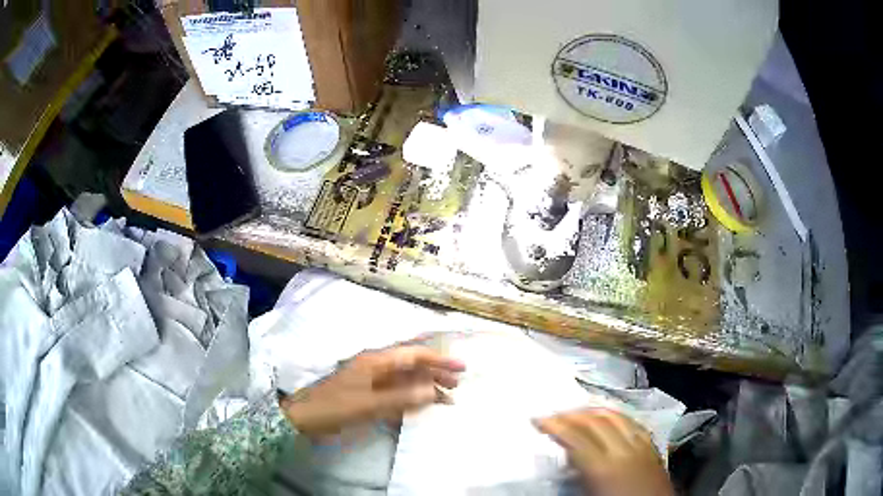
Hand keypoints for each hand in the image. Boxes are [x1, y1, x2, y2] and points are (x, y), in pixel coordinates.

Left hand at [280, 345, 464, 438]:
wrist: (303, 418)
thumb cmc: (334, 407)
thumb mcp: (368, 404)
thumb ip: (401, 397)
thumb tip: (433, 390)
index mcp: (376, 361)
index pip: (413, 355)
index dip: (438, 360)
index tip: (461, 367)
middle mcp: (376, 367)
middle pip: (411, 366)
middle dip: (435, 373)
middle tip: (457, 386)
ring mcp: (371, 381)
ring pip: (405, 380)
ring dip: (425, 386)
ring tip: (446, 398)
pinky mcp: (367, 395)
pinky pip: (396, 393)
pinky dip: (411, 398)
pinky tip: (422, 405)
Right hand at [535, 409, 673, 495]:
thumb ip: (577, 475)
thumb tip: (566, 456)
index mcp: (603, 468)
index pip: (576, 438)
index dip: (555, 426)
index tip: (537, 419)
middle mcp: (623, 450)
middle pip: (595, 422)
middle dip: (571, 414)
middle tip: (553, 415)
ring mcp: (641, 446)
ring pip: (616, 417)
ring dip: (594, 411)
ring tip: (578, 412)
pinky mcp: (652, 448)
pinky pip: (634, 423)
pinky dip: (618, 416)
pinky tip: (611, 418)